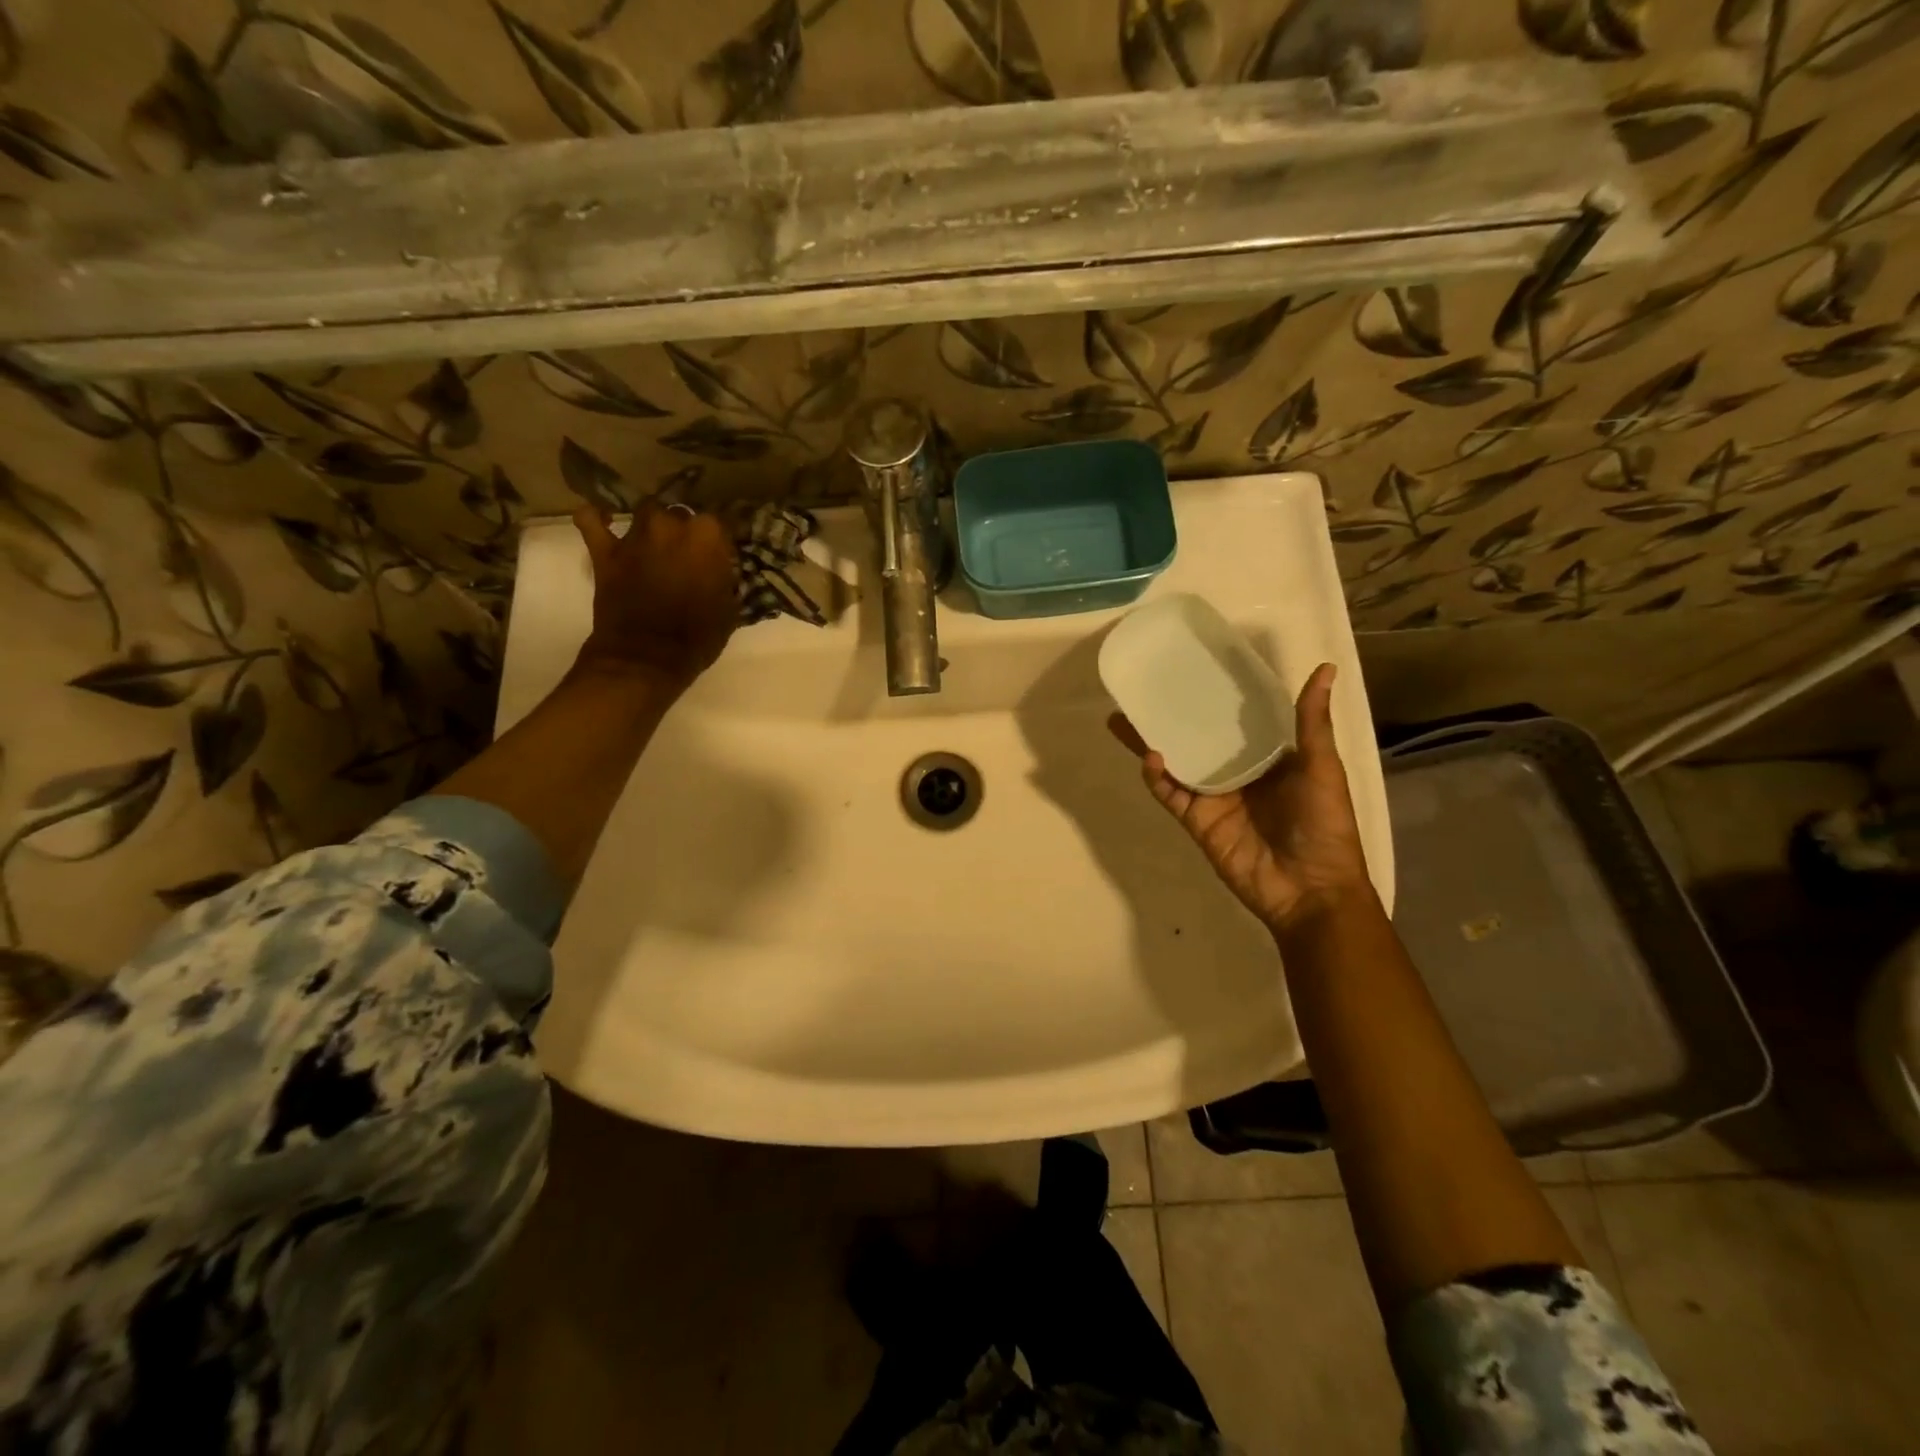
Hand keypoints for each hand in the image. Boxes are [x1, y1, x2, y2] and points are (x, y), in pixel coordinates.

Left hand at [572, 502, 735, 688]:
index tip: (722, 554)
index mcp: (709, 537)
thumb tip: (722, 570)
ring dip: (654, 525)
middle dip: (686, 532)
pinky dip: (597, 516)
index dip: (720, 540)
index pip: (722, 523)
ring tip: (656, 542)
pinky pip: (592, 519)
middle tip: (689, 555)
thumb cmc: (697, 638)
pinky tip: (605, 519)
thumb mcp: (729, 610)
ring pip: (648, 512)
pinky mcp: (605, 550)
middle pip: (683, 515)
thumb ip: (725, 579)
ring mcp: (636, 535)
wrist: (648, 657)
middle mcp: (673, 525)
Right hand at [1108, 662, 1371, 936]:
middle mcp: (1237, 773)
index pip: (1237, 720)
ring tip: (1124, 718)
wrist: (1311, 890)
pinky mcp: (1197, 820)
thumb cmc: (1325, 826)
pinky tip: (1151, 757)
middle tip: (1144, 691)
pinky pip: (1171, 794)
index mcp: (1269, 758)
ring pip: (1177, 763)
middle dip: (1172, 718)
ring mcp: (1214, 797)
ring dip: (1151, 742)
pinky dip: (1157, 778)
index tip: (1195, 667)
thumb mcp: (1324, 769)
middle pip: (1198, 739)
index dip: (1217, 697)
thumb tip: (1326, 668)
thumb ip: (1312, 723)